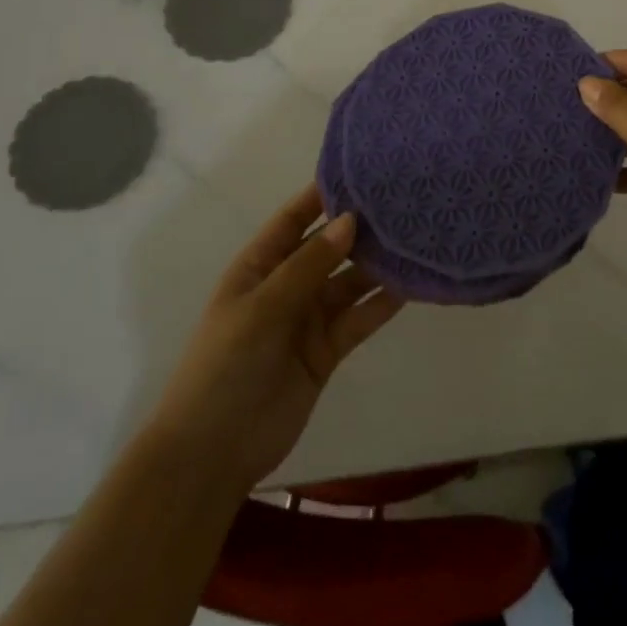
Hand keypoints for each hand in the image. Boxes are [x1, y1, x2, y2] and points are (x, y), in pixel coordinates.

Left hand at [148, 185, 403, 496]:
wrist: (212, 454)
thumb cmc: (224, 367)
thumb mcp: (262, 308)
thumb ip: (308, 265)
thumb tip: (351, 219)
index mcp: (259, 266)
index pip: (294, 219)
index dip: (322, 194)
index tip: (362, 171)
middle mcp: (286, 285)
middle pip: (328, 248)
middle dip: (359, 228)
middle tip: (402, 203)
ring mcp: (307, 319)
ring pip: (348, 282)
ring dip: (376, 265)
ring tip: (414, 239)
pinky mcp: (326, 351)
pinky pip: (358, 319)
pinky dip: (381, 304)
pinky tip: (410, 285)